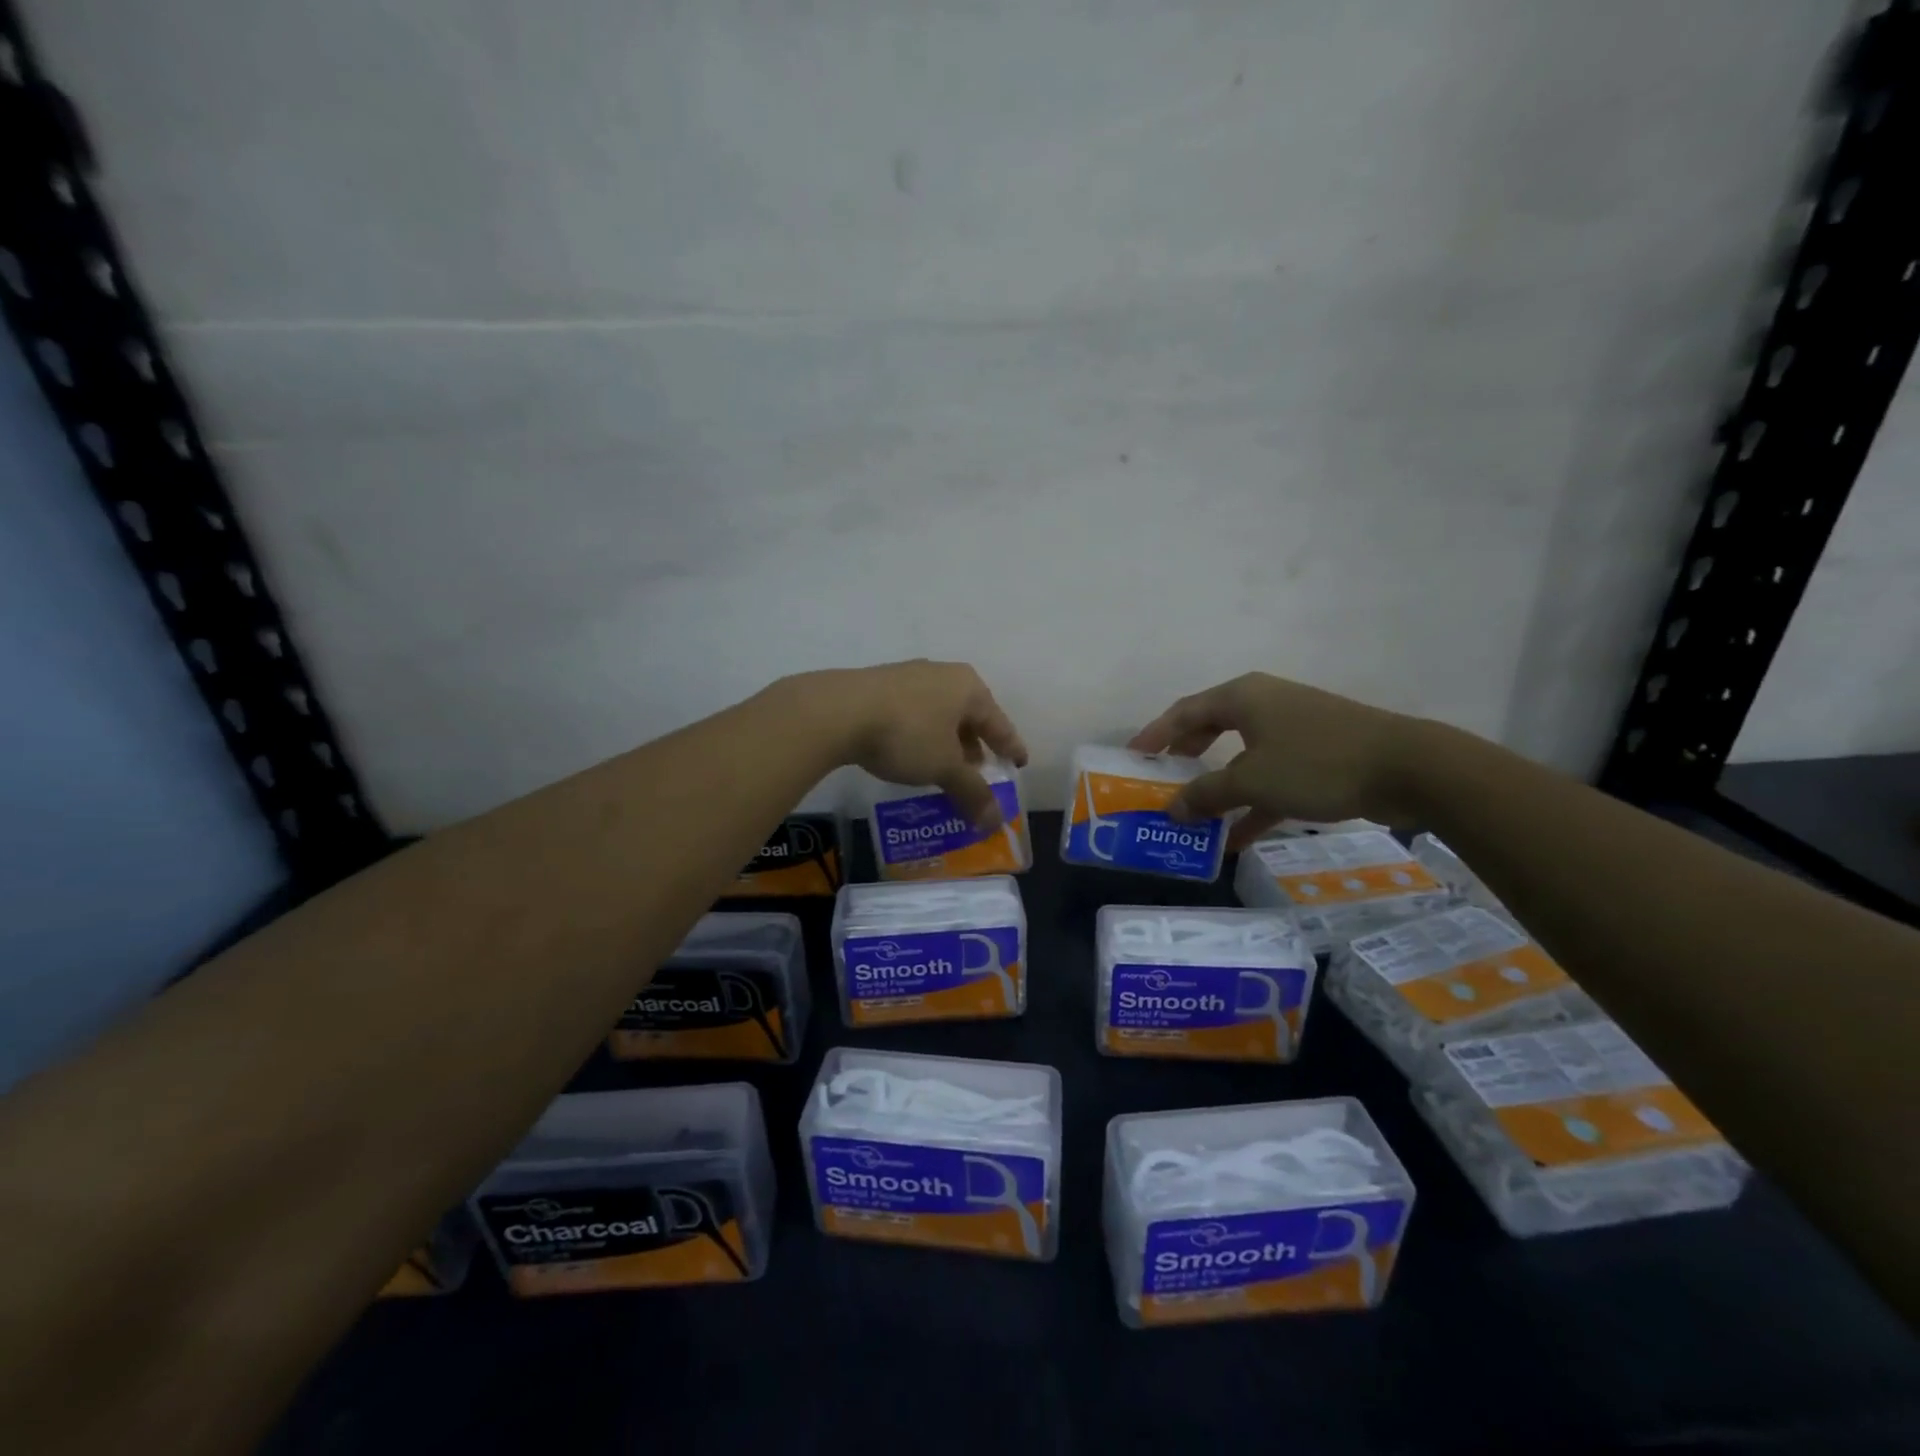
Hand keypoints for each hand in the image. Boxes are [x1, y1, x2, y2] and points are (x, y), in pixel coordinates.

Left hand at [785, 660, 1029, 829]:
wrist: (837, 711)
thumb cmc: (906, 734)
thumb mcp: (943, 768)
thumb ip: (972, 792)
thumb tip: (994, 821)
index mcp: (968, 688)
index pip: (999, 723)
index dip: (1010, 746)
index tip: (1019, 763)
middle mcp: (942, 675)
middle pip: (968, 716)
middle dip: (974, 746)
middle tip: (977, 773)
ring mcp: (908, 677)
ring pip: (939, 714)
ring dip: (945, 742)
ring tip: (943, 768)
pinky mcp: (879, 686)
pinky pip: (913, 714)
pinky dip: (921, 736)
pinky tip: (910, 755)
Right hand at [1128, 673, 1426, 847]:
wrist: (1408, 768)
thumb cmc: (1317, 763)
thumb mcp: (1252, 781)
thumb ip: (1206, 794)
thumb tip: (1171, 810)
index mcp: (1242, 697)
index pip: (1184, 712)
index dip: (1154, 734)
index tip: (1132, 757)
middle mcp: (1264, 705)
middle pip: (1210, 729)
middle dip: (1185, 757)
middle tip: (1162, 781)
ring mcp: (1293, 729)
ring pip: (1241, 756)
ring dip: (1218, 786)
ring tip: (1193, 815)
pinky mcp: (1317, 754)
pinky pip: (1271, 776)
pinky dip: (1252, 803)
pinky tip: (1236, 839)